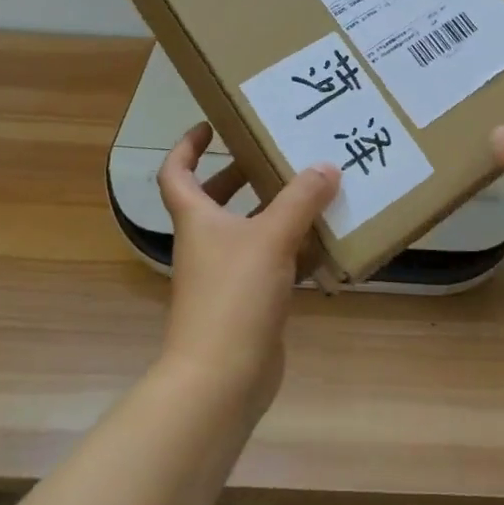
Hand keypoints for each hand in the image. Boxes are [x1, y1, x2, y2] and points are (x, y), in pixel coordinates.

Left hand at [156, 123, 340, 415]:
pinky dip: (294, 249)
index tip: (210, 125)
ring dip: (275, 210)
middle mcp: (206, 242)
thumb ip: (301, 200)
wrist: (221, 379)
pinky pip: (272, 262)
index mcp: (196, 219)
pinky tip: (326, 241)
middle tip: (274, 153)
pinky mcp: (249, 302)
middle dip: (239, 174)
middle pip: (214, 199)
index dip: (186, 146)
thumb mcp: (271, 237)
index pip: (177, 173)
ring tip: (312, 188)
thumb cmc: (233, 296)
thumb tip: (326, 166)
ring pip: (249, 230)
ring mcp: (226, 275)